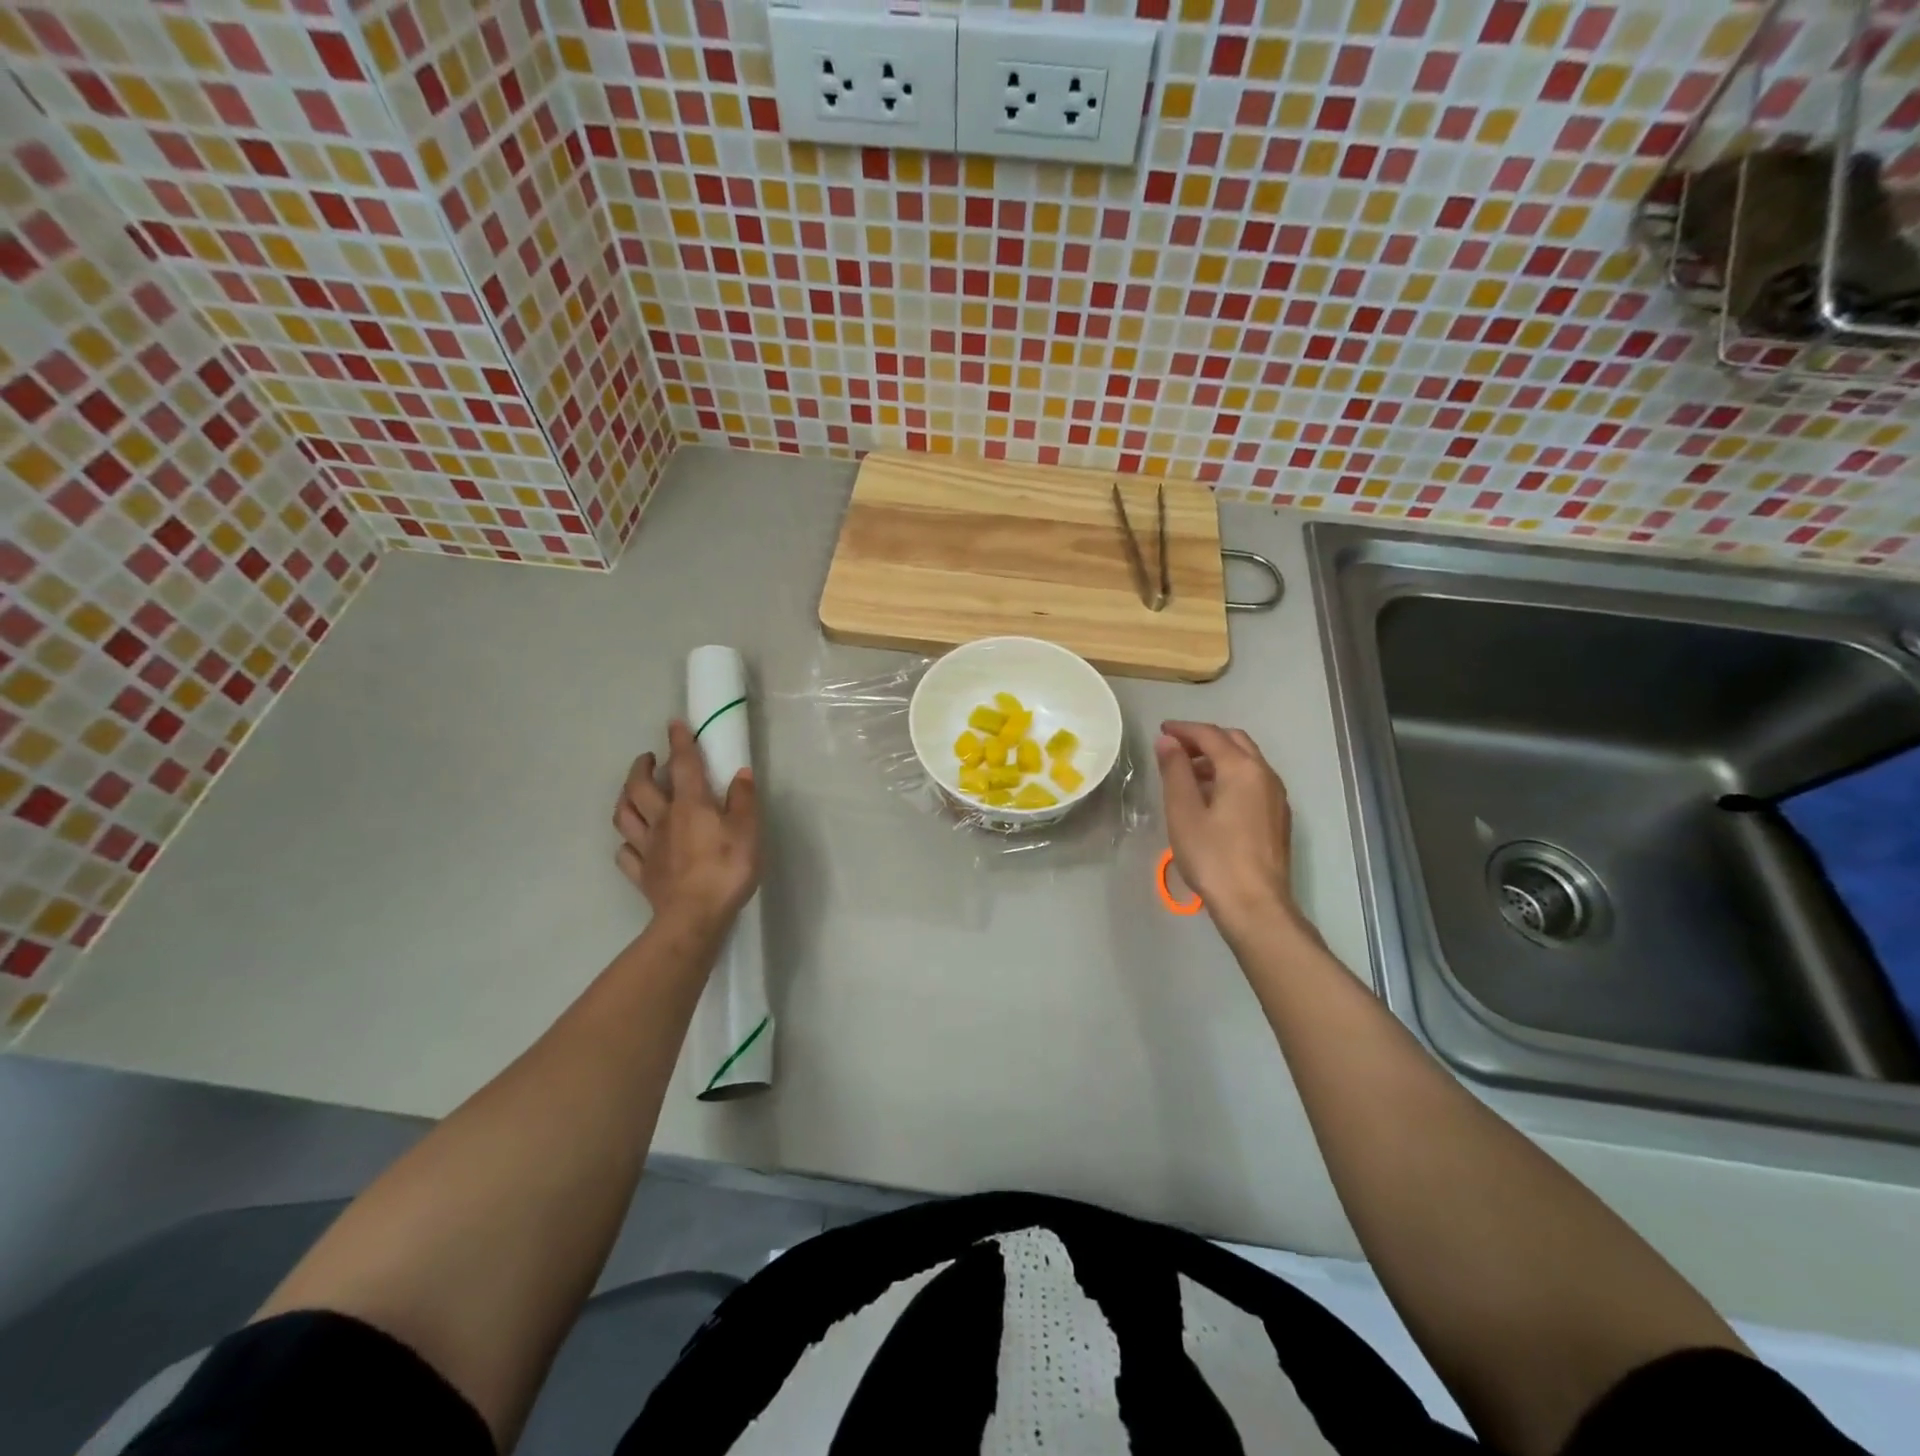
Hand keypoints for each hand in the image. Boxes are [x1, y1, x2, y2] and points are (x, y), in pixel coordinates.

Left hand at [613, 720, 760, 934]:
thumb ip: (743, 800)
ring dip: (625, 797)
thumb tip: (740, 773)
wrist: (694, 917)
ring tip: (632, 791)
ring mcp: (647, 847)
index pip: (683, 765)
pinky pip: (626, 853)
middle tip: (648, 758)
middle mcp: (663, 819)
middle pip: (640, 786)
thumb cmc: (726, 870)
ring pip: (624, 815)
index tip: (674, 724)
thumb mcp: (748, 831)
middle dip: (641, 766)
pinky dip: (627, 843)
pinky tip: (632, 842)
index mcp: (690, 805)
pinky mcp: (642, 873)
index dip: (680, 742)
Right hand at [1156, 721, 1302, 934]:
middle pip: (1235, 742)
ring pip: (1247, 762)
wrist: (1255, 904)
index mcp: (1242, 769)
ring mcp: (1276, 797)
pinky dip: (1230, 776)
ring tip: (1188, 772)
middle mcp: (1265, 775)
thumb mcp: (1183, 811)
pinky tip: (1211, 797)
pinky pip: (1253, 781)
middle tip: (1175, 748)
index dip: (1184, 729)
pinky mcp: (1278, 818)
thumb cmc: (1213, 856)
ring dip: (1218, 758)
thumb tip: (1168, 741)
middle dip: (1204, 739)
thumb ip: (1175, 771)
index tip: (1161, 730)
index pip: (1211, 735)